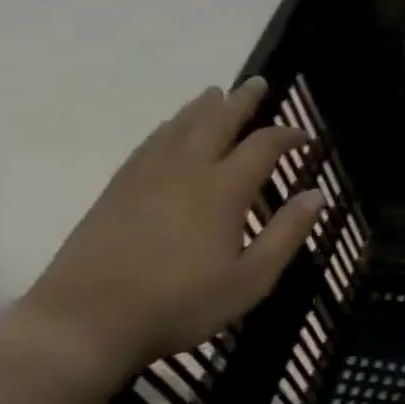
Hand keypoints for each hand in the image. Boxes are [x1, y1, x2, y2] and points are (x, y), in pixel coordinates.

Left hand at [20, 79, 324, 376]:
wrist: (87, 320)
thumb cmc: (182, 304)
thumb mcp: (251, 279)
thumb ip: (286, 234)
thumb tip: (317, 195)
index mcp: (223, 190)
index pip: (262, 147)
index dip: (287, 136)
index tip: (304, 135)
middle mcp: (186, 170)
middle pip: (217, 122)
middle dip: (241, 102)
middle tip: (257, 84)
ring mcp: (145, 176)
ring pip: (179, 127)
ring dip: (202, 107)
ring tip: (215, 93)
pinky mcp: (116, 189)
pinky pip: (149, 144)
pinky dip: (167, 127)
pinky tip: (169, 128)